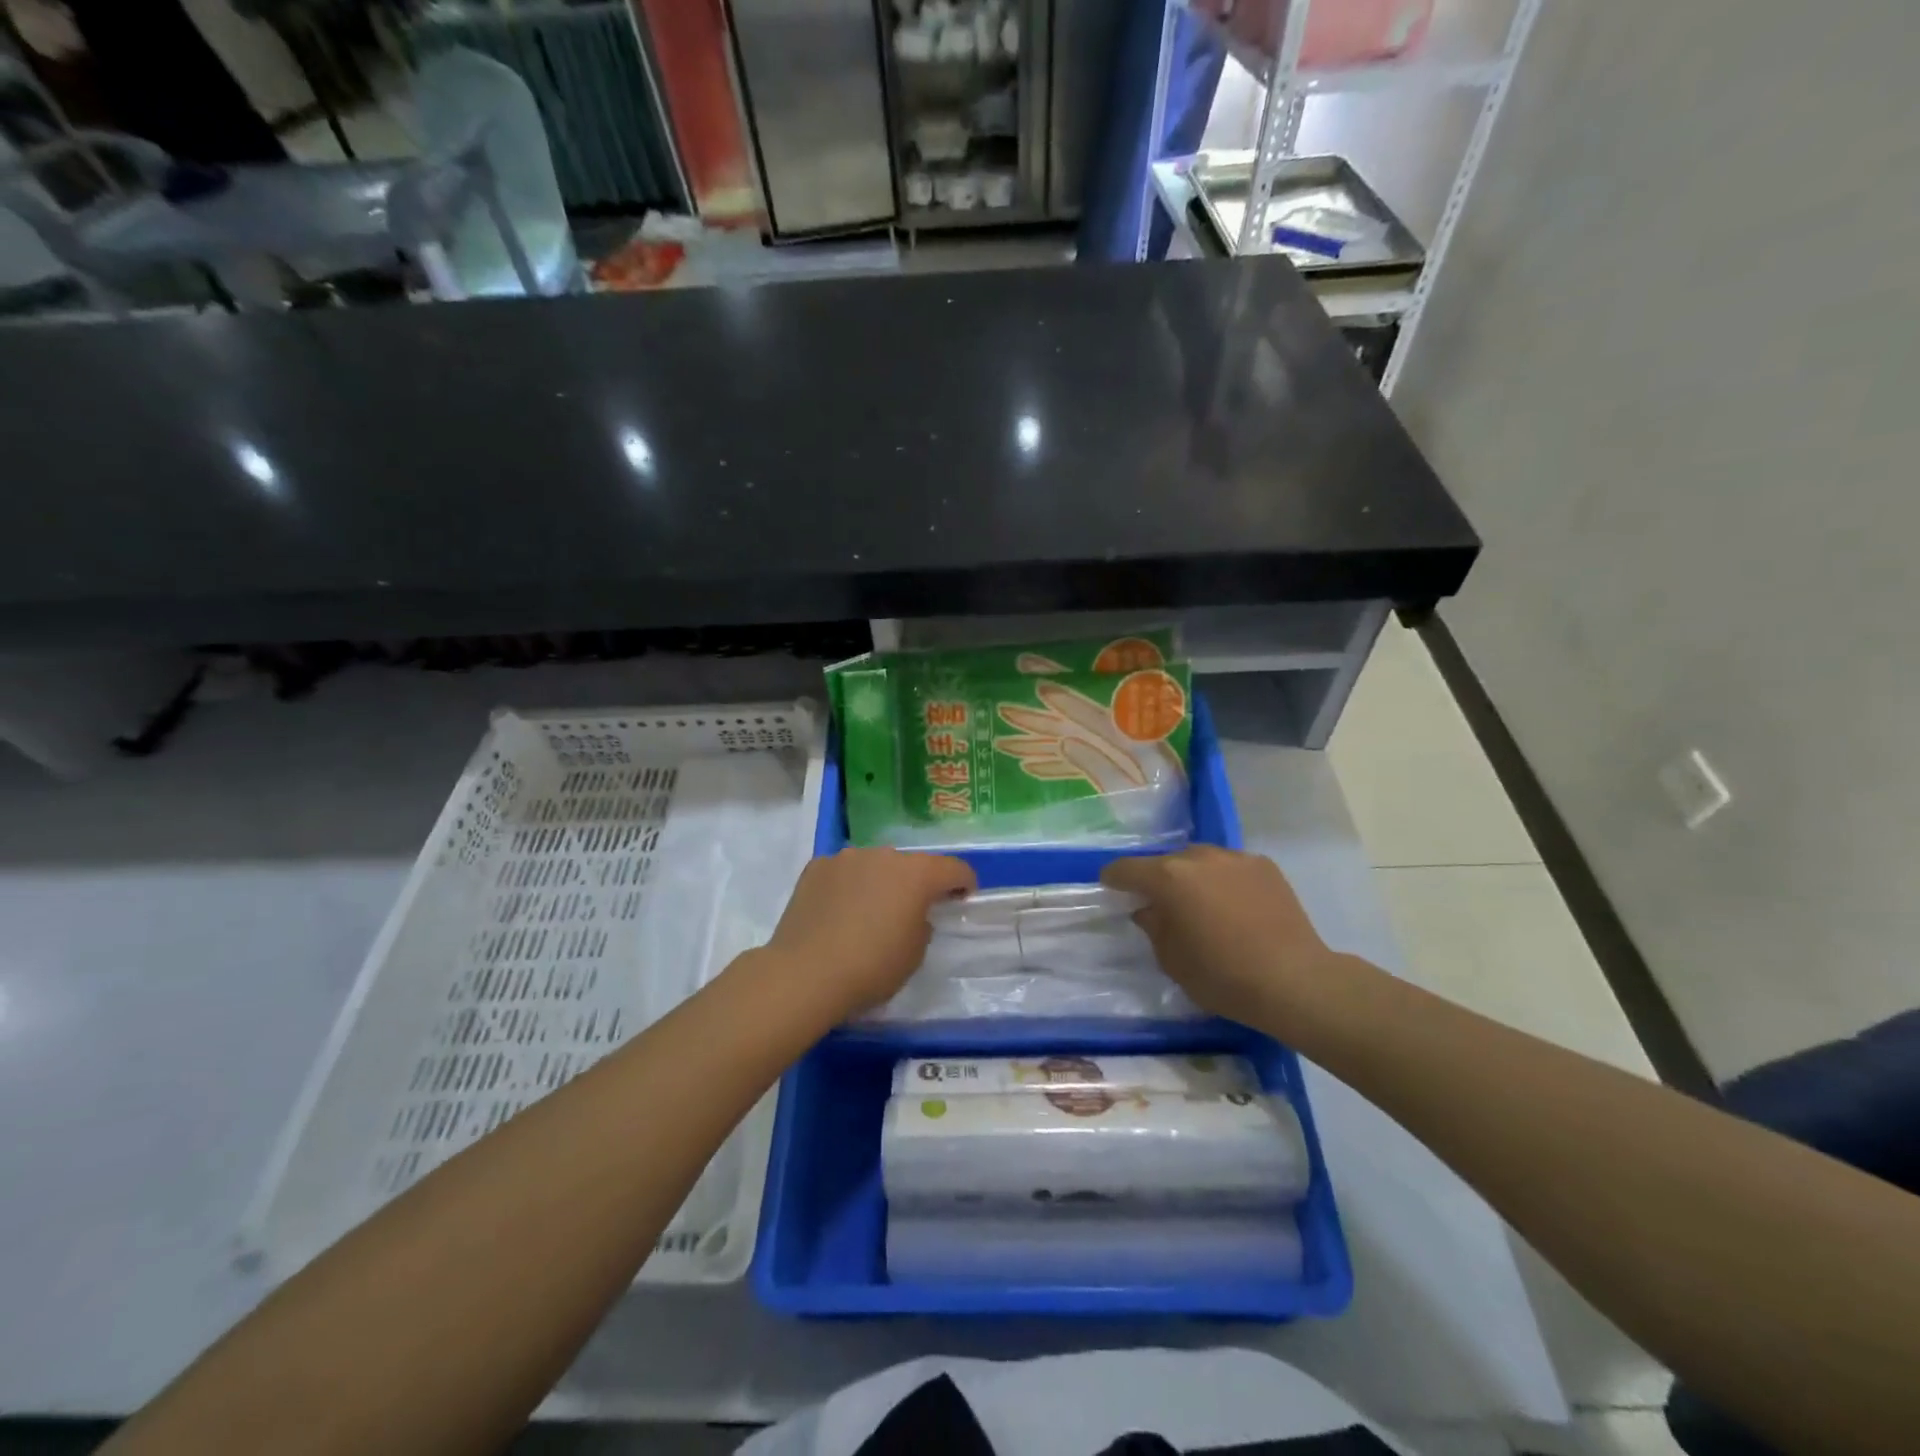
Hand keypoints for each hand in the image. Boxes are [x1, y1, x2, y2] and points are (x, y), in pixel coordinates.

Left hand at [762, 848, 975, 1020]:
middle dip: (915, 883)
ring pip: (873, 865)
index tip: (962, 898)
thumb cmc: (871, 967)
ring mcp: (846, 857)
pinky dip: (847, 886)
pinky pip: (843, 873)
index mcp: (916, 874)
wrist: (805, 973)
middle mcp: (884, 855)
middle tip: (910, 911)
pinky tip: (838, 912)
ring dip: (879, 882)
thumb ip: (922, 925)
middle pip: (910, 864)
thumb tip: (911, 914)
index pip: (953, 868)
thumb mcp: (915, 954)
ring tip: (868, 912)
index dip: (964, 883)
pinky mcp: (816, 867)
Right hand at [1102, 845, 1343, 1030]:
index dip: (1114, 878)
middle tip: (1162, 905)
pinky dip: (1224, 881)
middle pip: (1167, 862)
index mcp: (1169, 877)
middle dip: (1159, 880)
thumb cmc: (1222, 975)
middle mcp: (1199, 857)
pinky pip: (1231, 868)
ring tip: (1201, 904)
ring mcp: (1235, 858)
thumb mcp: (1172, 960)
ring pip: (1201, 861)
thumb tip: (1150, 910)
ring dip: (1193, 877)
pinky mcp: (1265, 866)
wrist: (1294, 980)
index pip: (1127, 869)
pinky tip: (1235, 907)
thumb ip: (1154, 927)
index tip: (1111, 887)